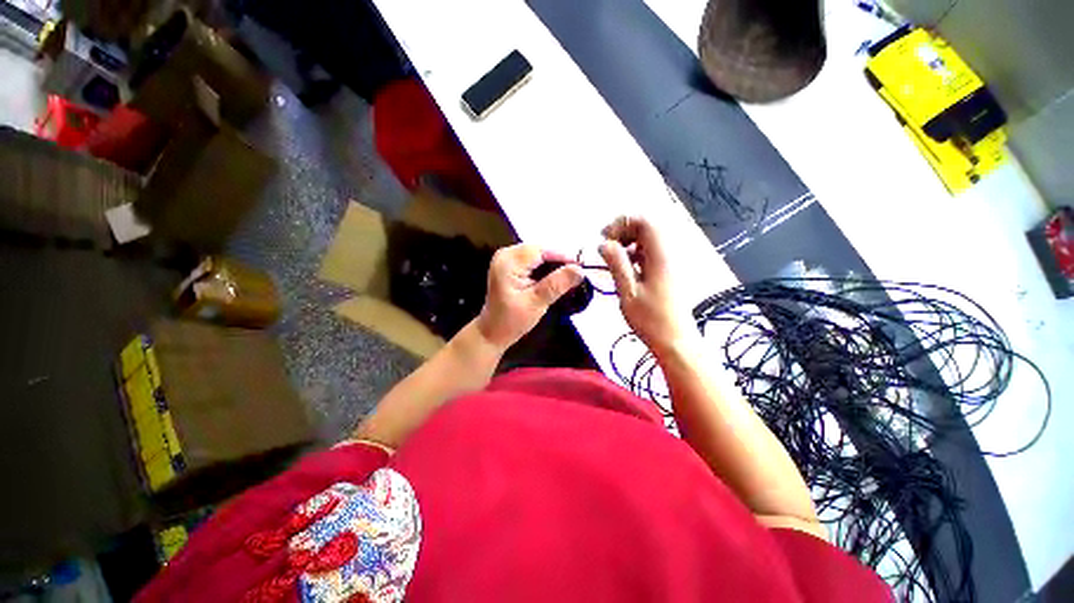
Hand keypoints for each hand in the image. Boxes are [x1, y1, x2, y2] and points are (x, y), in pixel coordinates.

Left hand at [476, 244, 583, 350]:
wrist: (493, 332)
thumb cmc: (512, 320)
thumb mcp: (537, 302)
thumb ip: (557, 283)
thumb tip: (580, 269)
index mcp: (508, 261)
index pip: (541, 250)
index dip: (563, 256)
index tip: (583, 266)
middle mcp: (505, 254)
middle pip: (540, 250)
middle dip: (559, 260)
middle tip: (578, 273)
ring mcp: (506, 258)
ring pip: (538, 254)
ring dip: (553, 264)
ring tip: (570, 276)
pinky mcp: (510, 265)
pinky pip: (532, 260)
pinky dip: (545, 267)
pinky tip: (555, 277)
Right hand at [599, 216, 697, 356]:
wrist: (675, 340)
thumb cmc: (650, 318)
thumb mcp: (628, 291)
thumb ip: (616, 264)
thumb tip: (604, 243)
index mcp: (659, 255)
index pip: (644, 221)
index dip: (621, 224)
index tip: (604, 239)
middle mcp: (668, 253)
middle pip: (646, 227)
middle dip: (623, 232)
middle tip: (606, 248)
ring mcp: (669, 262)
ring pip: (647, 240)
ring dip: (627, 243)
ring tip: (612, 260)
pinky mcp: (667, 272)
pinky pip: (650, 253)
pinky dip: (634, 254)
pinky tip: (625, 269)